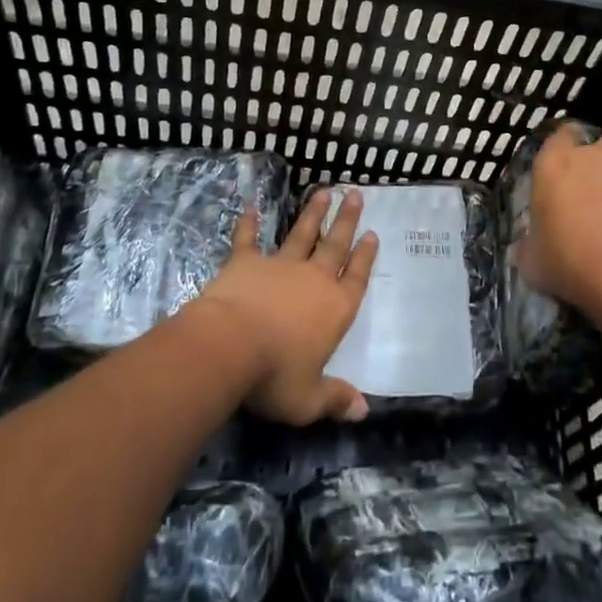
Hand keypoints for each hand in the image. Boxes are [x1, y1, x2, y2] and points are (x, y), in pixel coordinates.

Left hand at [194, 188, 377, 424]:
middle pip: (335, 245)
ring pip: (301, 234)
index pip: (356, 278)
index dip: (365, 257)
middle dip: (346, 220)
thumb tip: (362, 410)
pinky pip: (249, 239)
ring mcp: (280, 266)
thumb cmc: (274, 376)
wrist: (229, 345)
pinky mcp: (246, 263)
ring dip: (312, 214)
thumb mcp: (308, 399)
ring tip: (323, 191)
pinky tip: (251, 208)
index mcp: (335, 308)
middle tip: (355, 194)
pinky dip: (249, 225)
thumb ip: (335, 399)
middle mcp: (313, 280)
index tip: (372, 234)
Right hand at [520, 128, 601, 312]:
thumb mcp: (533, 262)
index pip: (559, 135)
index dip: (560, 149)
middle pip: (601, 141)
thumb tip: (524, 250)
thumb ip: (528, 249)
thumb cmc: (568, 259)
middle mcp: (592, 158)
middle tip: (589, 185)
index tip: (557, 169)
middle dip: (599, 156)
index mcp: (554, 163)